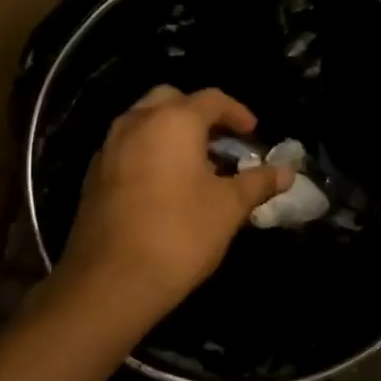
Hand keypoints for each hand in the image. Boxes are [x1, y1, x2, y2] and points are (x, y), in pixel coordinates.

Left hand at [58, 86, 292, 318]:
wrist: (112, 280)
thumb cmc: (180, 234)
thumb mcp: (229, 207)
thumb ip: (258, 182)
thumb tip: (287, 172)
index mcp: (173, 121)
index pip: (211, 99)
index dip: (237, 113)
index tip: (253, 134)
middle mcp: (136, 122)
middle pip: (171, 100)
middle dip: (199, 115)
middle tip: (221, 142)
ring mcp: (109, 147)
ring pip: (144, 121)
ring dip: (171, 132)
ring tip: (196, 164)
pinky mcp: (94, 174)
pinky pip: (128, 147)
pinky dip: (149, 151)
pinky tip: (165, 184)